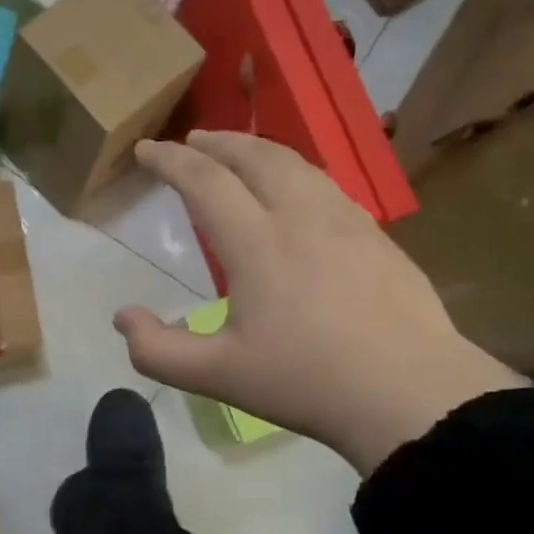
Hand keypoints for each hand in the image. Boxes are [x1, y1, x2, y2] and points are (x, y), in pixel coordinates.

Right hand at [116, 131, 522, 472]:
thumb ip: (158, 350)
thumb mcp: (217, 377)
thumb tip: (123, 318)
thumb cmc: (306, 381)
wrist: (410, 393)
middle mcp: (301, 217)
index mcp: (257, 243)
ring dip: (259, 151)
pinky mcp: (378, 238)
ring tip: (240, 155)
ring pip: (298, 164)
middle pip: (255, 157)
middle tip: (192, 140)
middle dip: (217, 142)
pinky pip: (327, 186)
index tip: (146, 150)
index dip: (169, 161)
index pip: (204, 181)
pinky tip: (298, 194)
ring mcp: (347, 222)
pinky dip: (297, 173)